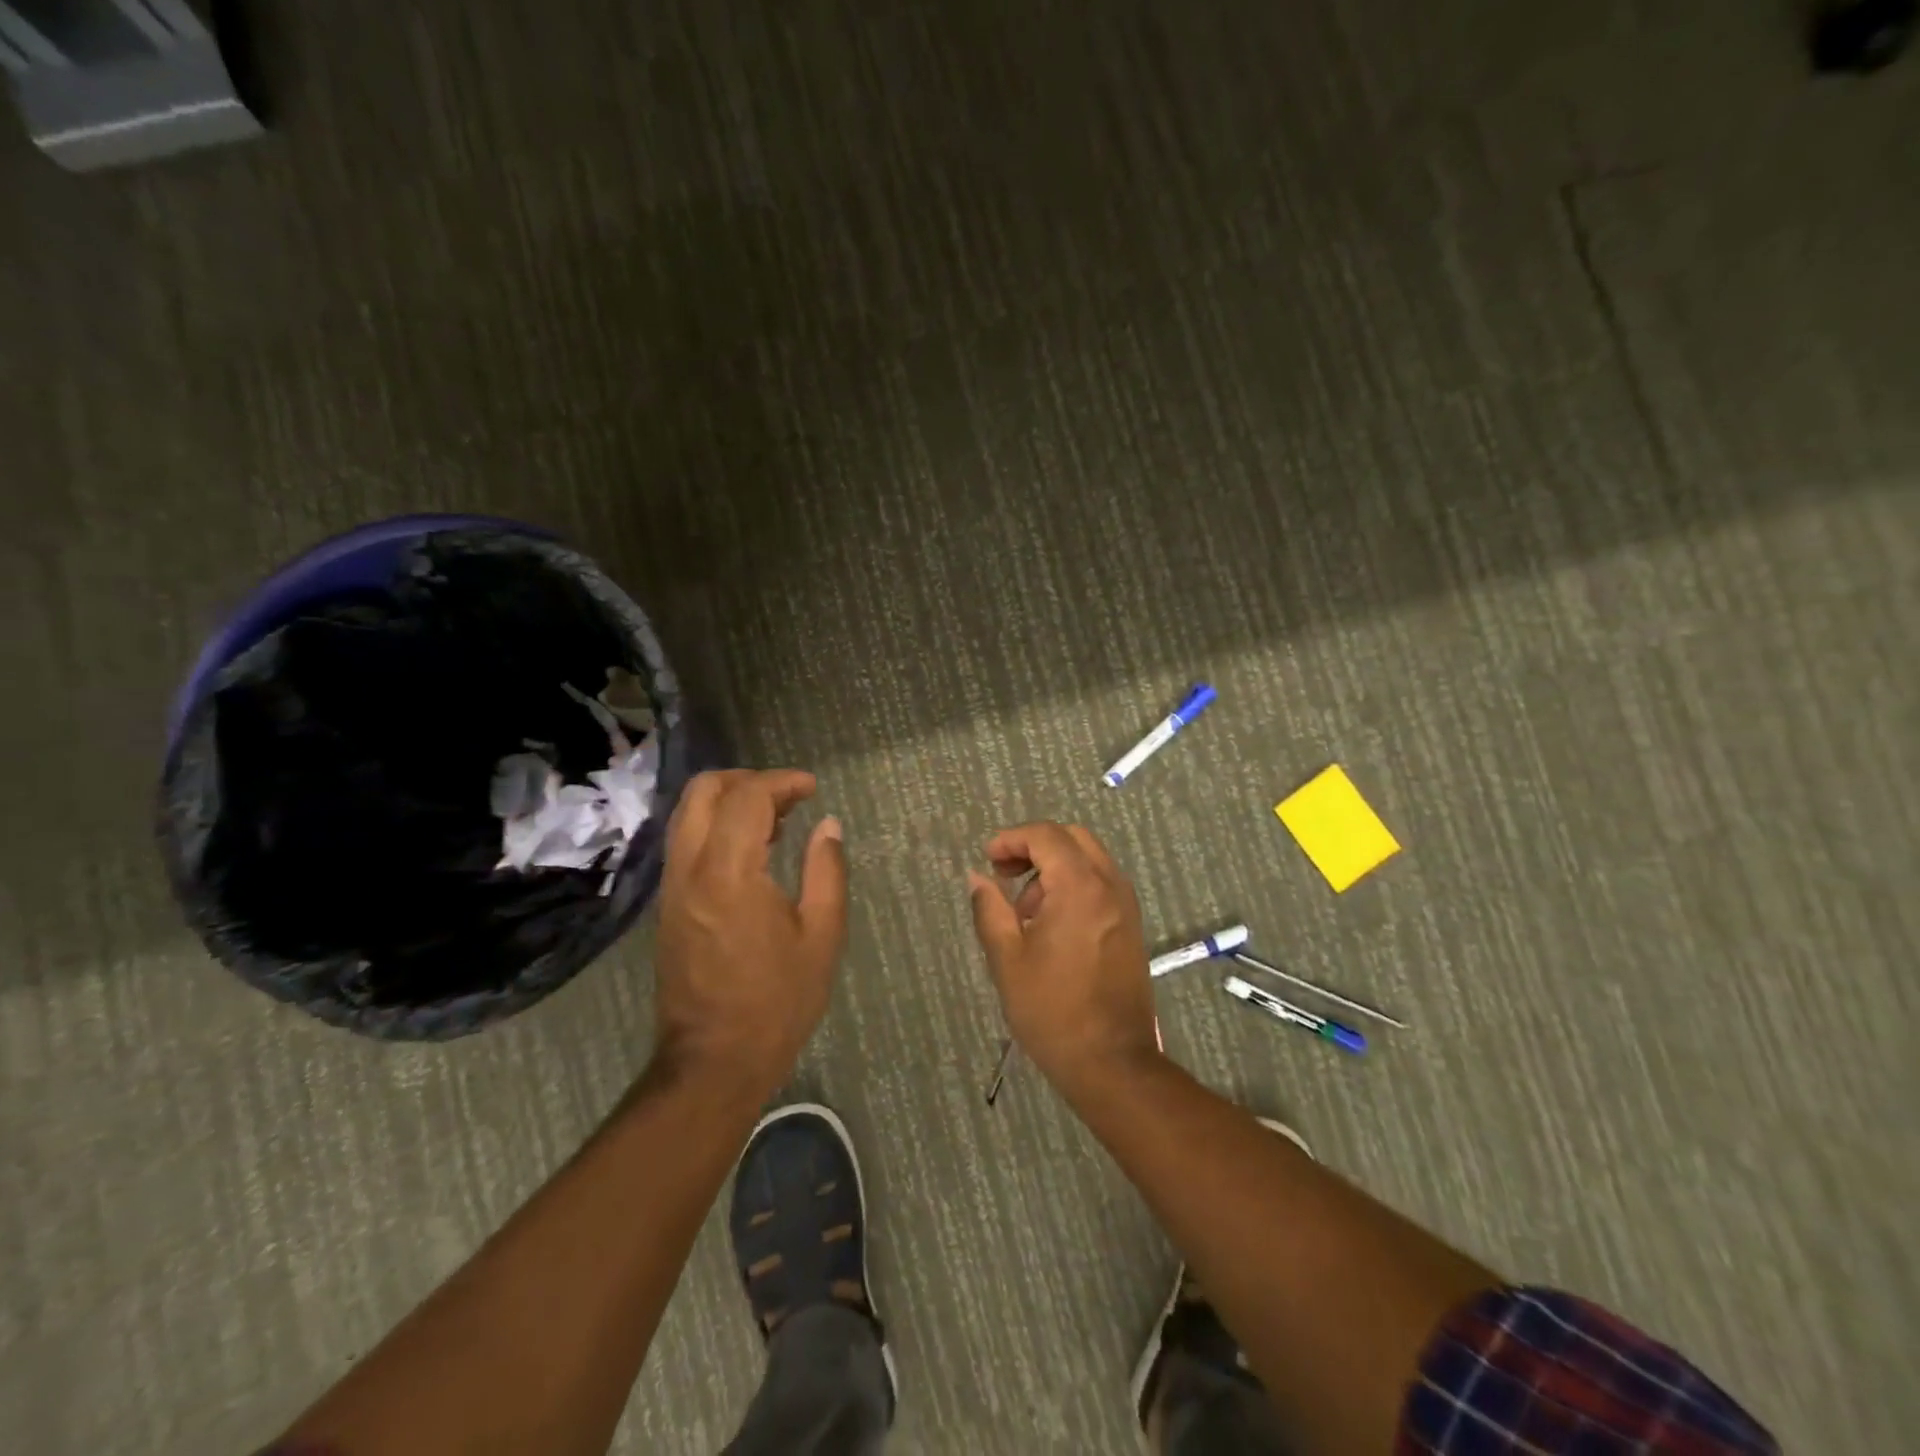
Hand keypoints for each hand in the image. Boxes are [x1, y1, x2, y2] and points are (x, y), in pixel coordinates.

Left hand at [654, 770, 847, 1095]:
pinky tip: (752, 852)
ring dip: (729, 802)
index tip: (812, 788)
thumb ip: (826, 871)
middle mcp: (690, 869)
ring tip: (775, 822)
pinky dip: (716, 828)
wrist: (713, 1062)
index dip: (781, 782)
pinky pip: (686, 843)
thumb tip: (828, 826)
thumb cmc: (777, 1002)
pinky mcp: (667, 906)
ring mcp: (672, 887)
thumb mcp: (821, 936)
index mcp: (729, 873)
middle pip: (703, 791)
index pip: (747, 797)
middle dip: (747, 780)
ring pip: (687, 814)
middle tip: (788, 797)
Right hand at [967, 823, 1160, 1089]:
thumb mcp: (1007, 958)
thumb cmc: (1052, 1010)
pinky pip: (1101, 884)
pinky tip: (1051, 924)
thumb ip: (989, 909)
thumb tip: (977, 877)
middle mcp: (1110, 885)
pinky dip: (1074, 885)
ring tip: (1025, 911)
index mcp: (1080, 886)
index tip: (988, 860)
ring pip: (1089, 860)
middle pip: (1072, 839)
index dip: (1012, 839)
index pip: (1046, 835)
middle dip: (1035, 847)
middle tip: (1005, 875)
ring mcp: (1126, 905)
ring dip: (1054, 868)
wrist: (1112, 1062)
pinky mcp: (1131, 926)